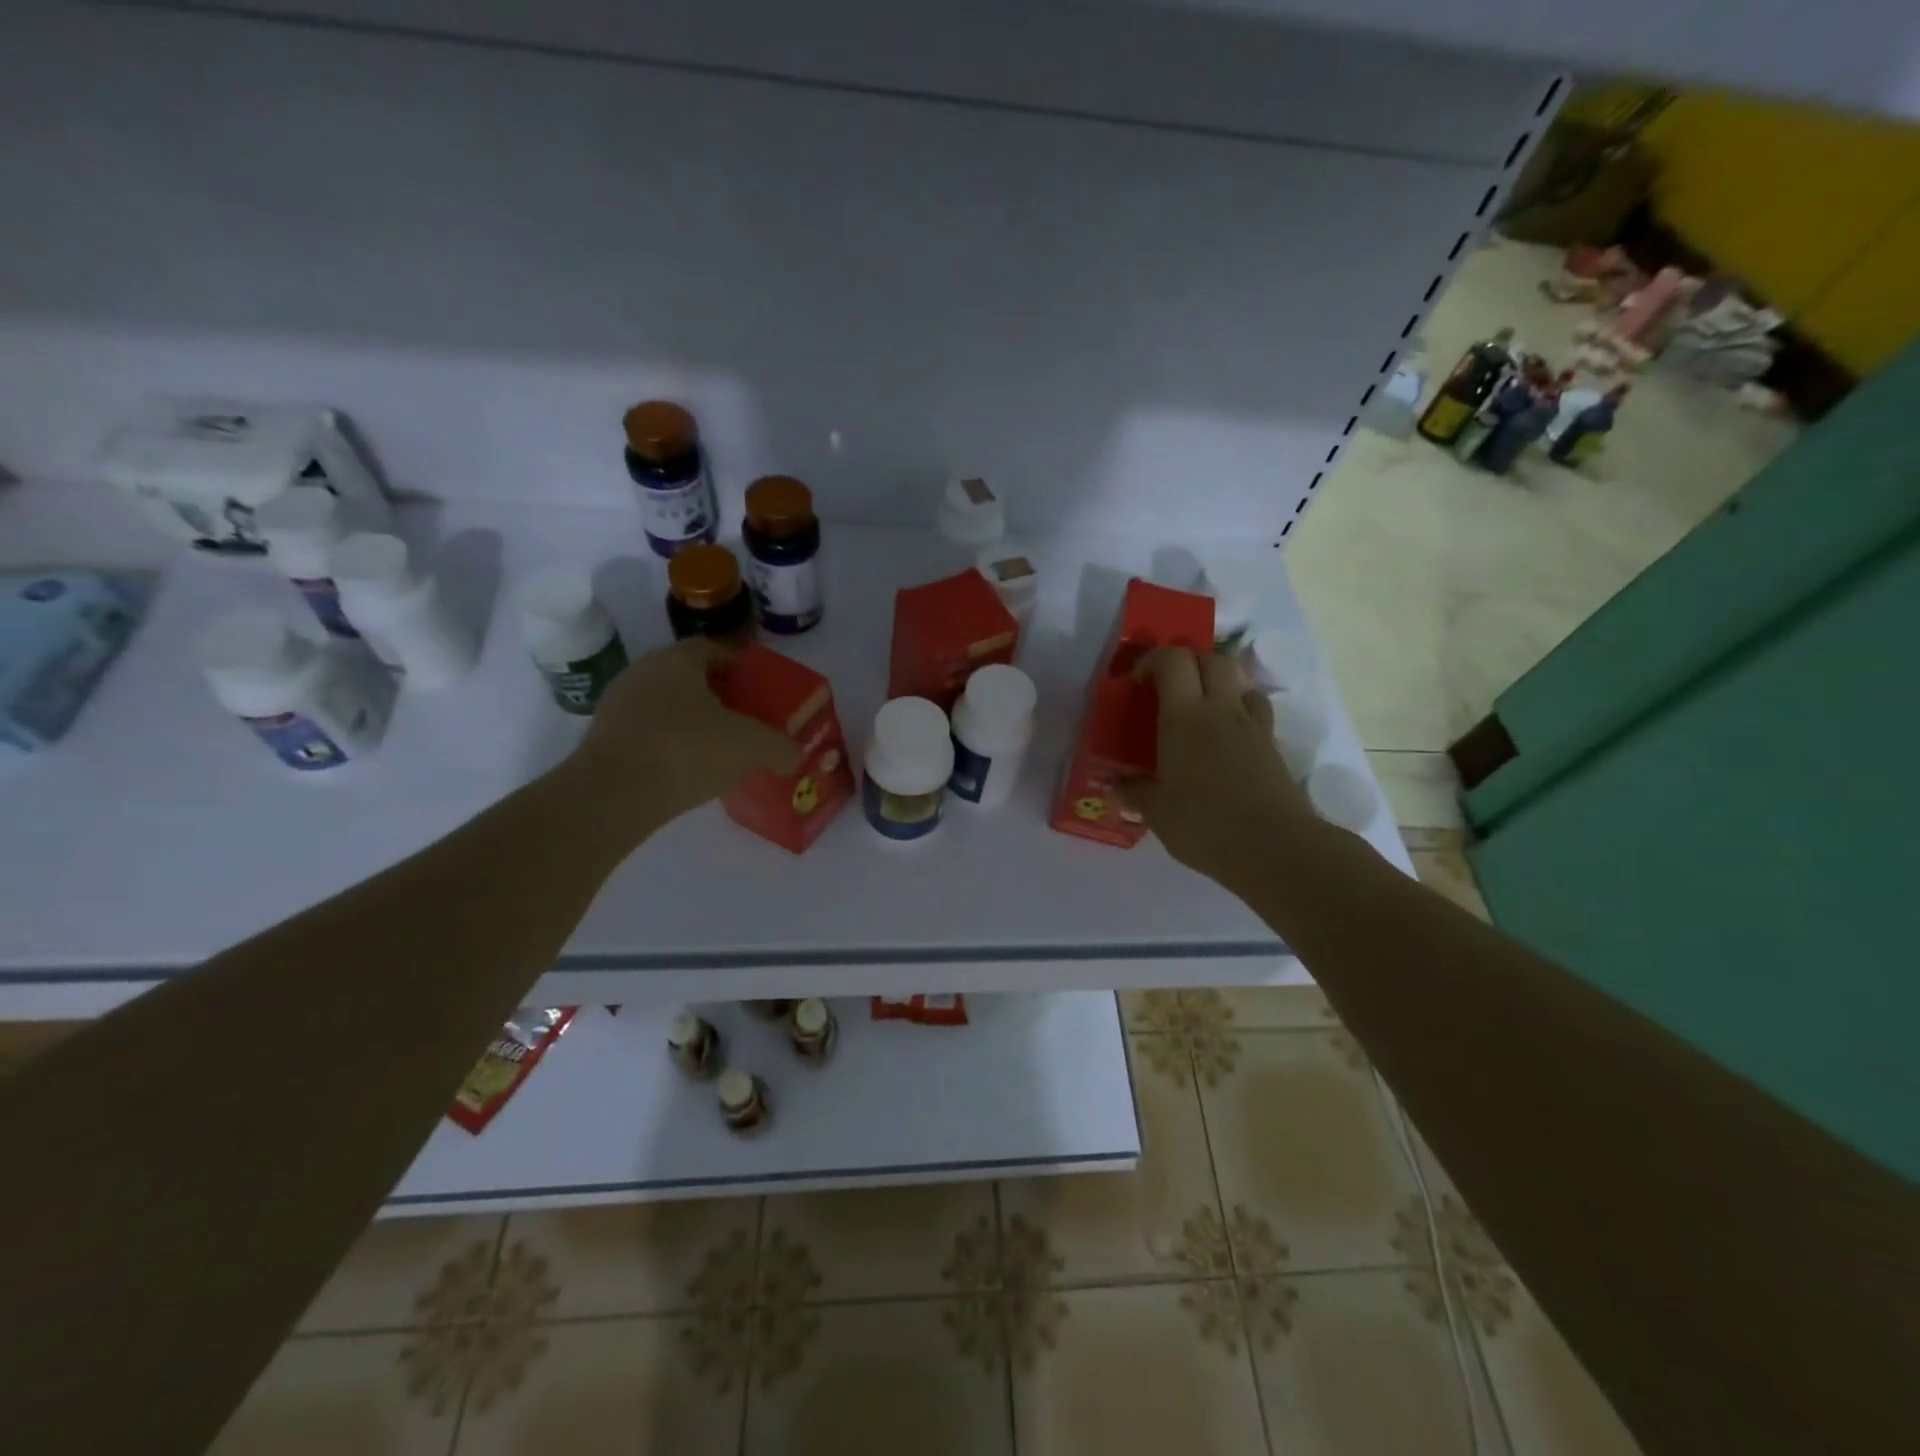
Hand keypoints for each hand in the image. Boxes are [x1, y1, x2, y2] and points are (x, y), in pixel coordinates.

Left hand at [570, 638, 801, 829]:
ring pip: (667, 705)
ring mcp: (618, 704)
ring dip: (693, 722)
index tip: (760, 692)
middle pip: (690, 677)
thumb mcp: (751, 746)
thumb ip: (781, 747)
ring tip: (719, 750)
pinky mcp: (604, 738)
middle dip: (719, 697)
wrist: (614, 794)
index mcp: (678, 659)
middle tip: (745, 722)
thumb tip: (794, 755)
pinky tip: (687, 770)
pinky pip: (648, 732)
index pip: (714, 649)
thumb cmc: (687, 750)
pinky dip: (670, 744)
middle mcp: (644, 671)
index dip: (741, 668)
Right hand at [1119, 648, 1316, 892]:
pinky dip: (1239, 711)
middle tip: (1168, 691)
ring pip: (1239, 680)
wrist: (1275, 848)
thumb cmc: (1205, 825)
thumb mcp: (1157, 812)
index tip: (1137, 684)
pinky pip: (1255, 710)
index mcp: (1185, 717)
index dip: (1153, 661)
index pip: (1173, 660)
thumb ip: (1135, 792)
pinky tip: (1227, 739)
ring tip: (1201, 711)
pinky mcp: (1273, 745)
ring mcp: (1253, 726)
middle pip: (1211, 659)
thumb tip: (1115, 785)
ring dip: (1218, 684)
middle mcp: (1221, 709)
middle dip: (1188, 664)